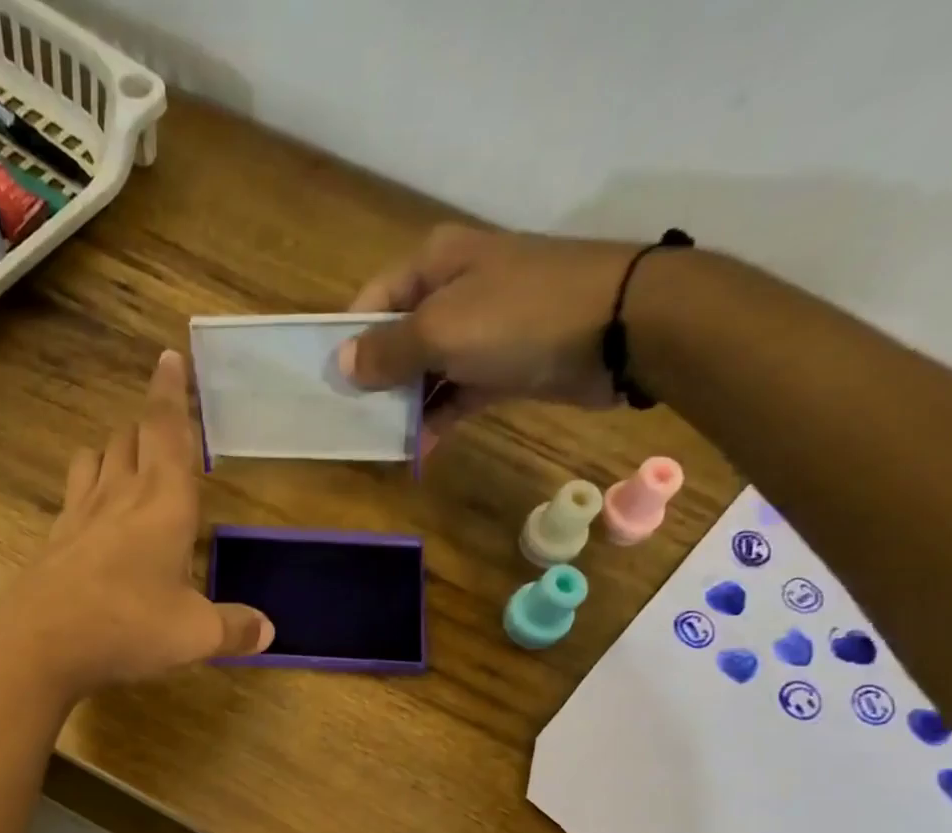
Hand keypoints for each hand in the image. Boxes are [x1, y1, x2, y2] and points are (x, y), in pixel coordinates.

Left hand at [8, 350, 273, 697]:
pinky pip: (73, 495)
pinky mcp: (55, 540)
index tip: (169, 356)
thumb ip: (234, 628)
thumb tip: (268, 631)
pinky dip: (87, 489)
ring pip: (95, 458)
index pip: (168, 430)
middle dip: (147, 427)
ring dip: (113, 451)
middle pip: (129, 438)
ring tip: (126, 463)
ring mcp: (80, 515)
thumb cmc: (129, 625)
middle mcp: (120, 495)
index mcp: (164, 502)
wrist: (39, 644)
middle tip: (162, 431)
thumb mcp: (195, 634)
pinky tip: (93, 515)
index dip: (171, 392)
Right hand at [339, 226, 644, 446]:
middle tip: (351, 424)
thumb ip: (389, 350)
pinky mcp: (504, 365)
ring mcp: (482, 329)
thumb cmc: (519, 317)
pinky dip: (439, 418)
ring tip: (381, 443)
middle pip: (398, 339)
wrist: (619, 329)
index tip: (332, 389)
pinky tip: (419, 449)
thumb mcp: (441, 330)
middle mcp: (454, 291)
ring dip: (406, 406)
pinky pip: (458, 393)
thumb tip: (344, 364)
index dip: (351, 344)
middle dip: (376, 381)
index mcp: (433, 265)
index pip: (372, 302)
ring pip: (427, 371)